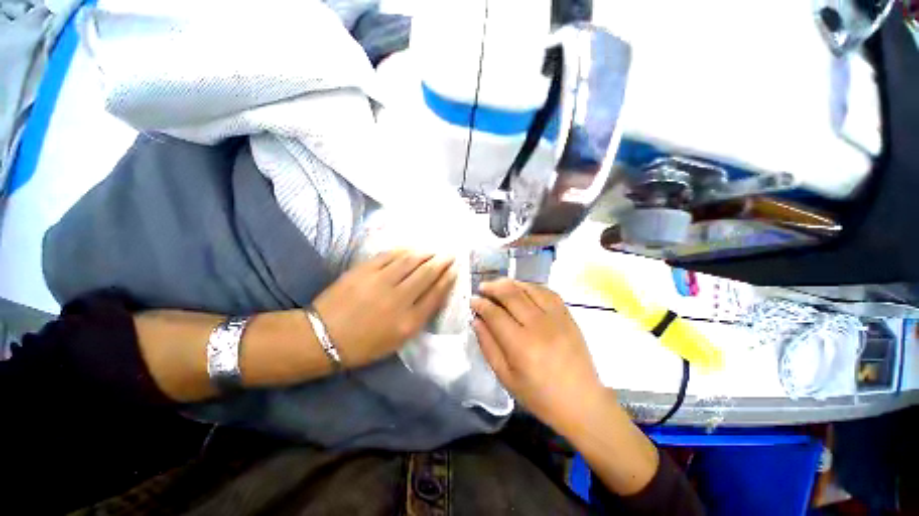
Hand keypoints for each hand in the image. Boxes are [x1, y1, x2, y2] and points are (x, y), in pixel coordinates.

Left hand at [313, 250, 455, 367]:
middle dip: (442, 262)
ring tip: (433, 250)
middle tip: (450, 254)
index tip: (455, 270)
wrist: (324, 337)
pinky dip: (403, 250)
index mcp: (408, 321)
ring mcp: (380, 282)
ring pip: (410, 261)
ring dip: (425, 253)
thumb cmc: (364, 344)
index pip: (436, 294)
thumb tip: (433, 293)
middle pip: (427, 274)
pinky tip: (411, 249)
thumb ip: (419, 316)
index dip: (448, 279)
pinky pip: (389, 256)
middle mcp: (398, 299)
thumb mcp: (398, 339)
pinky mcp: (364, 271)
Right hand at [472, 279, 606, 432]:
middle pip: (511, 295)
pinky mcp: (568, 316)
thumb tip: (476, 320)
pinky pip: (547, 292)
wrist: (581, 401)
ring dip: (511, 283)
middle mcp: (538, 325)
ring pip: (529, 288)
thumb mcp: (505, 377)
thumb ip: (488, 345)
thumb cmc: (539, 395)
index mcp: (521, 345)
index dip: (481, 304)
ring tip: (499, 285)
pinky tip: (523, 288)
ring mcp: (556, 318)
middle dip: (493, 287)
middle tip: (482, 287)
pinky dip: (531, 286)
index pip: (495, 314)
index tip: (473, 300)